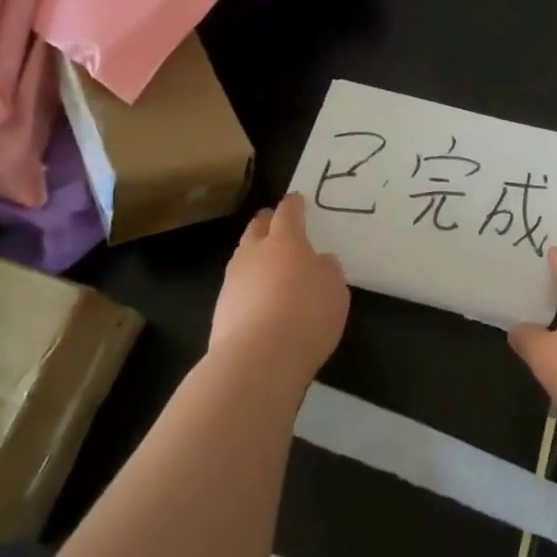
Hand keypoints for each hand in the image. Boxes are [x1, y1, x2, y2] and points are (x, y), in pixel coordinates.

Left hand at [209, 194, 349, 381]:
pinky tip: (259, 298)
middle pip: (257, 228)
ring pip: (243, 255)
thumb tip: (319, 261)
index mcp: (285, 241)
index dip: (293, 204)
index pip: (287, 213)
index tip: (296, 199)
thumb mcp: (336, 291)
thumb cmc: (307, 314)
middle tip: (275, 222)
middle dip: (267, 222)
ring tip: (267, 262)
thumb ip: (328, 270)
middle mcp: (254, 252)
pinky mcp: (221, 307)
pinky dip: (248, 285)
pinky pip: (237, 285)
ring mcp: (233, 279)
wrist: (258, 357)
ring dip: (254, 254)